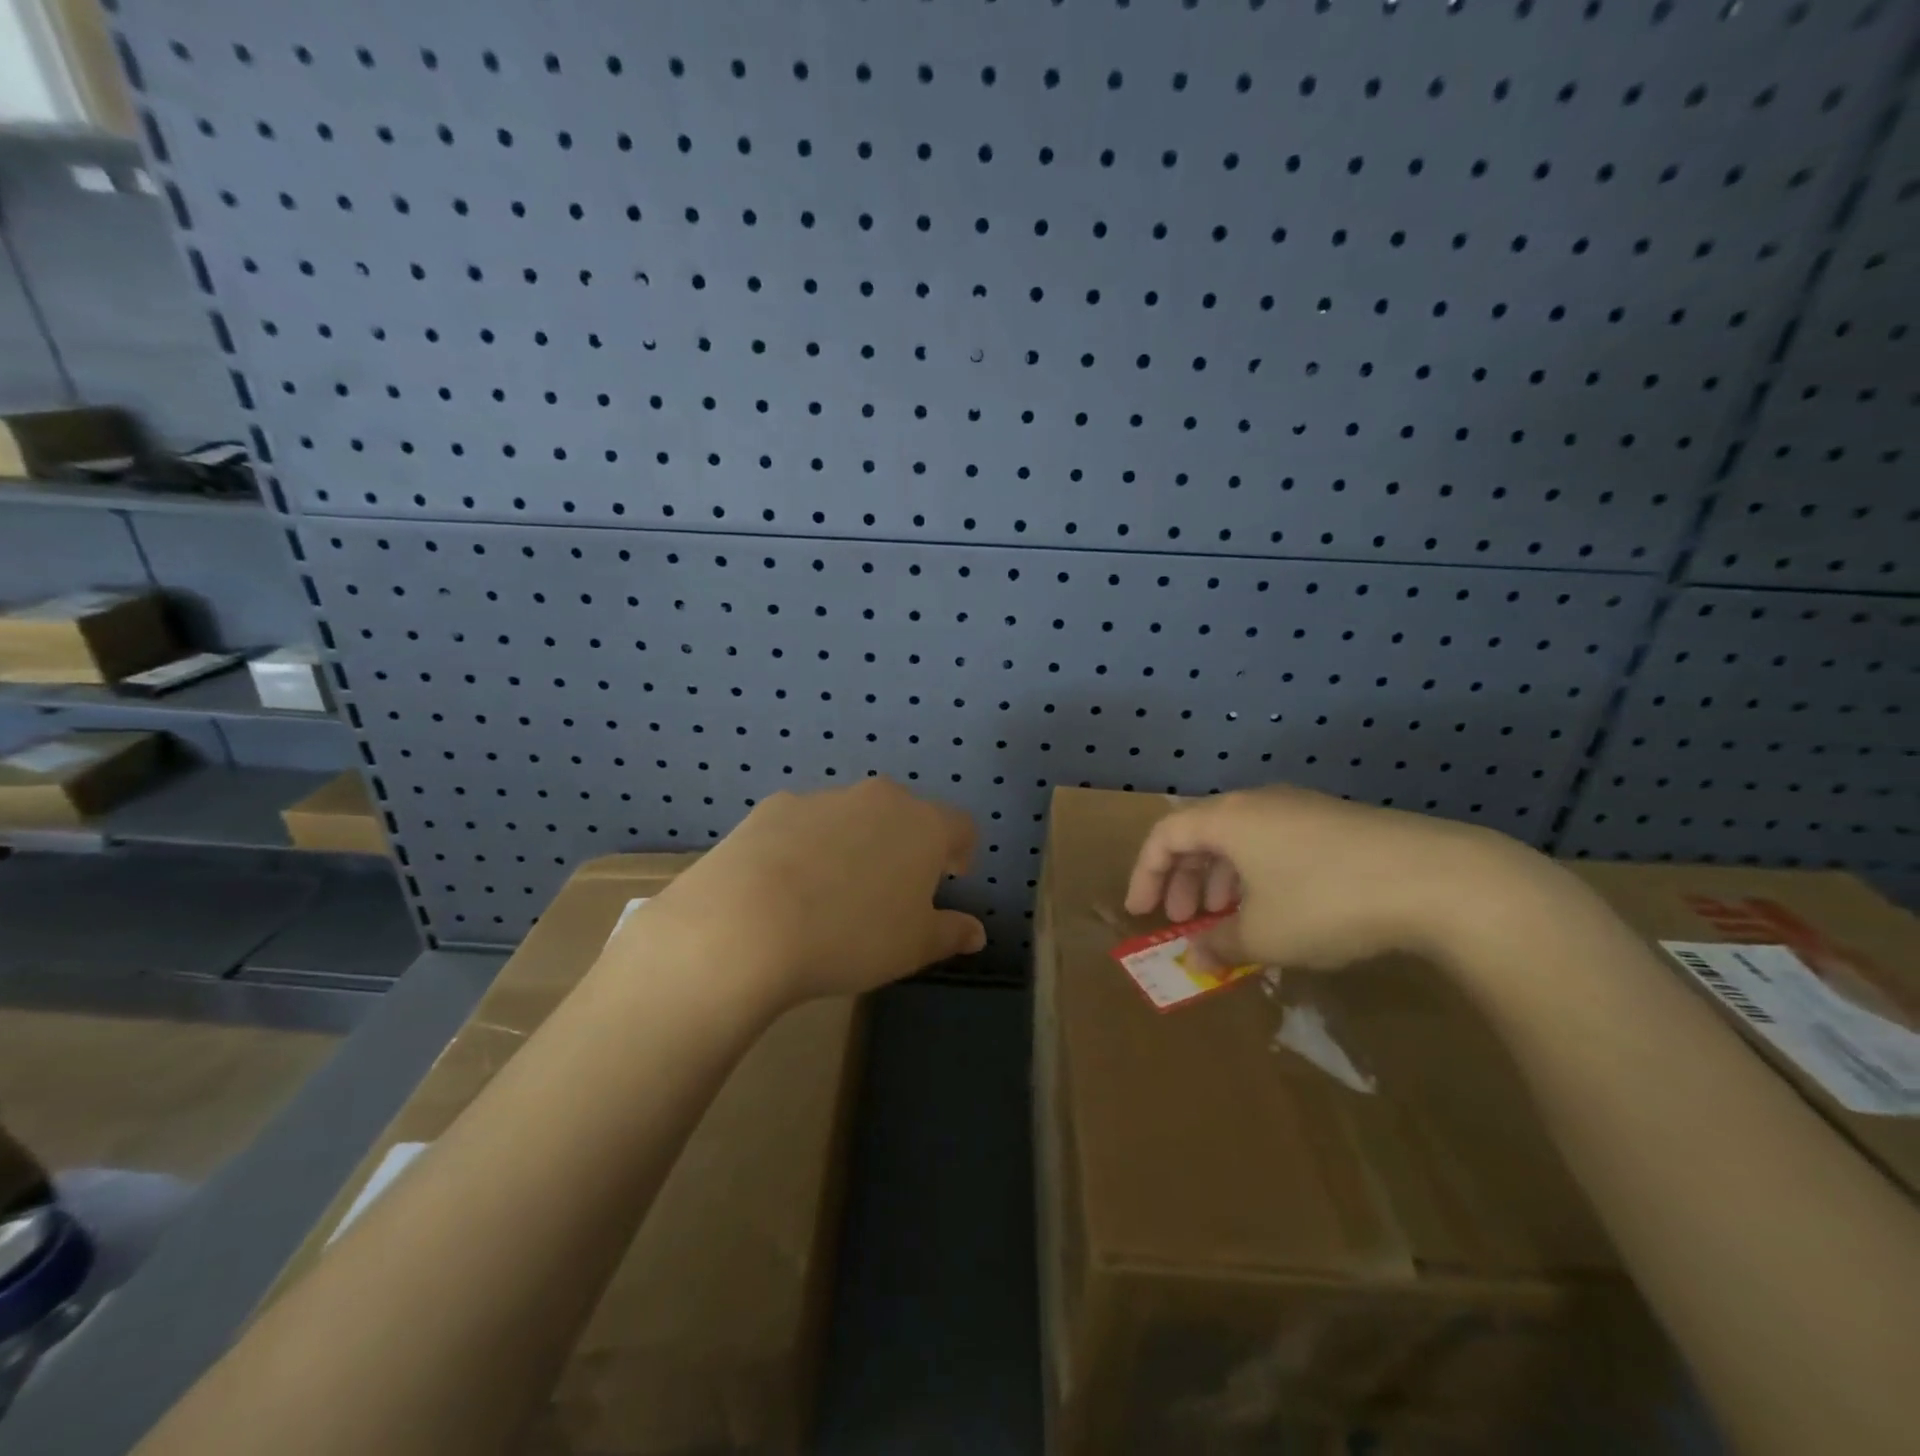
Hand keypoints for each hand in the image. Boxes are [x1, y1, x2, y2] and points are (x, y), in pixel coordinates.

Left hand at [631, 778, 985, 1004]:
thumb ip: (950, 933)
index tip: (953, 876)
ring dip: (856, 843)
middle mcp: (878, 799)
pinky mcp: (774, 807)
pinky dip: (808, 845)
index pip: (961, 826)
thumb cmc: (851, 937)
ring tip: (834, 891)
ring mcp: (823, 797)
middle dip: (907, 845)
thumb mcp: (913, 947)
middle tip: (893, 888)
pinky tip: (787, 884)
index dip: (962, 850)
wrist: (747, 924)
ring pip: (853, 816)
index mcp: (923, 825)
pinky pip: (806, 823)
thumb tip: (976, 932)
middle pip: (906, 815)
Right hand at [1123, 785, 1547, 971]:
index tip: (1141, 912)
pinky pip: (1275, 844)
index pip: (1165, 835)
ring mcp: (1301, 809)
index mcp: (1228, 818)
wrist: (1438, 879)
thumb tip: (1196, 955)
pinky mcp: (1336, 823)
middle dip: (1185, 879)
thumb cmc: (1327, 902)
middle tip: (1185, 920)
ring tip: (1228, 921)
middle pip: (1201, 834)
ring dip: (1222, 879)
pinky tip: (1277, 910)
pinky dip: (1258, 876)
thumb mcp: (1265, 935)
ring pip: (1241, 840)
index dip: (1145, 874)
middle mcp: (1258, 803)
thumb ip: (1220, 945)